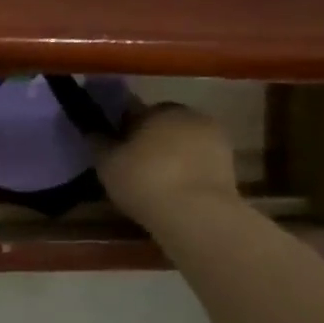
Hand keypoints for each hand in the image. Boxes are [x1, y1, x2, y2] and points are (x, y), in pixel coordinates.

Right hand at [96, 101, 238, 230]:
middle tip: (137, 171)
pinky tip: (177, 195)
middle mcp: (191, 115)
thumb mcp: (108, 164)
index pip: (138, 113)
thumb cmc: (144, 180)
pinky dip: (190, 175)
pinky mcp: (231, 165)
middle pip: (165, 128)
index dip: (126, 132)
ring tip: (158, 187)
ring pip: (186, 146)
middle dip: (153, 143)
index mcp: (160, 109)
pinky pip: (201, 165)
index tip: (119, 153)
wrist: (195, 213)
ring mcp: (216, 139)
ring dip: (175, 159)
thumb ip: (99, 144)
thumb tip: (92, 131)